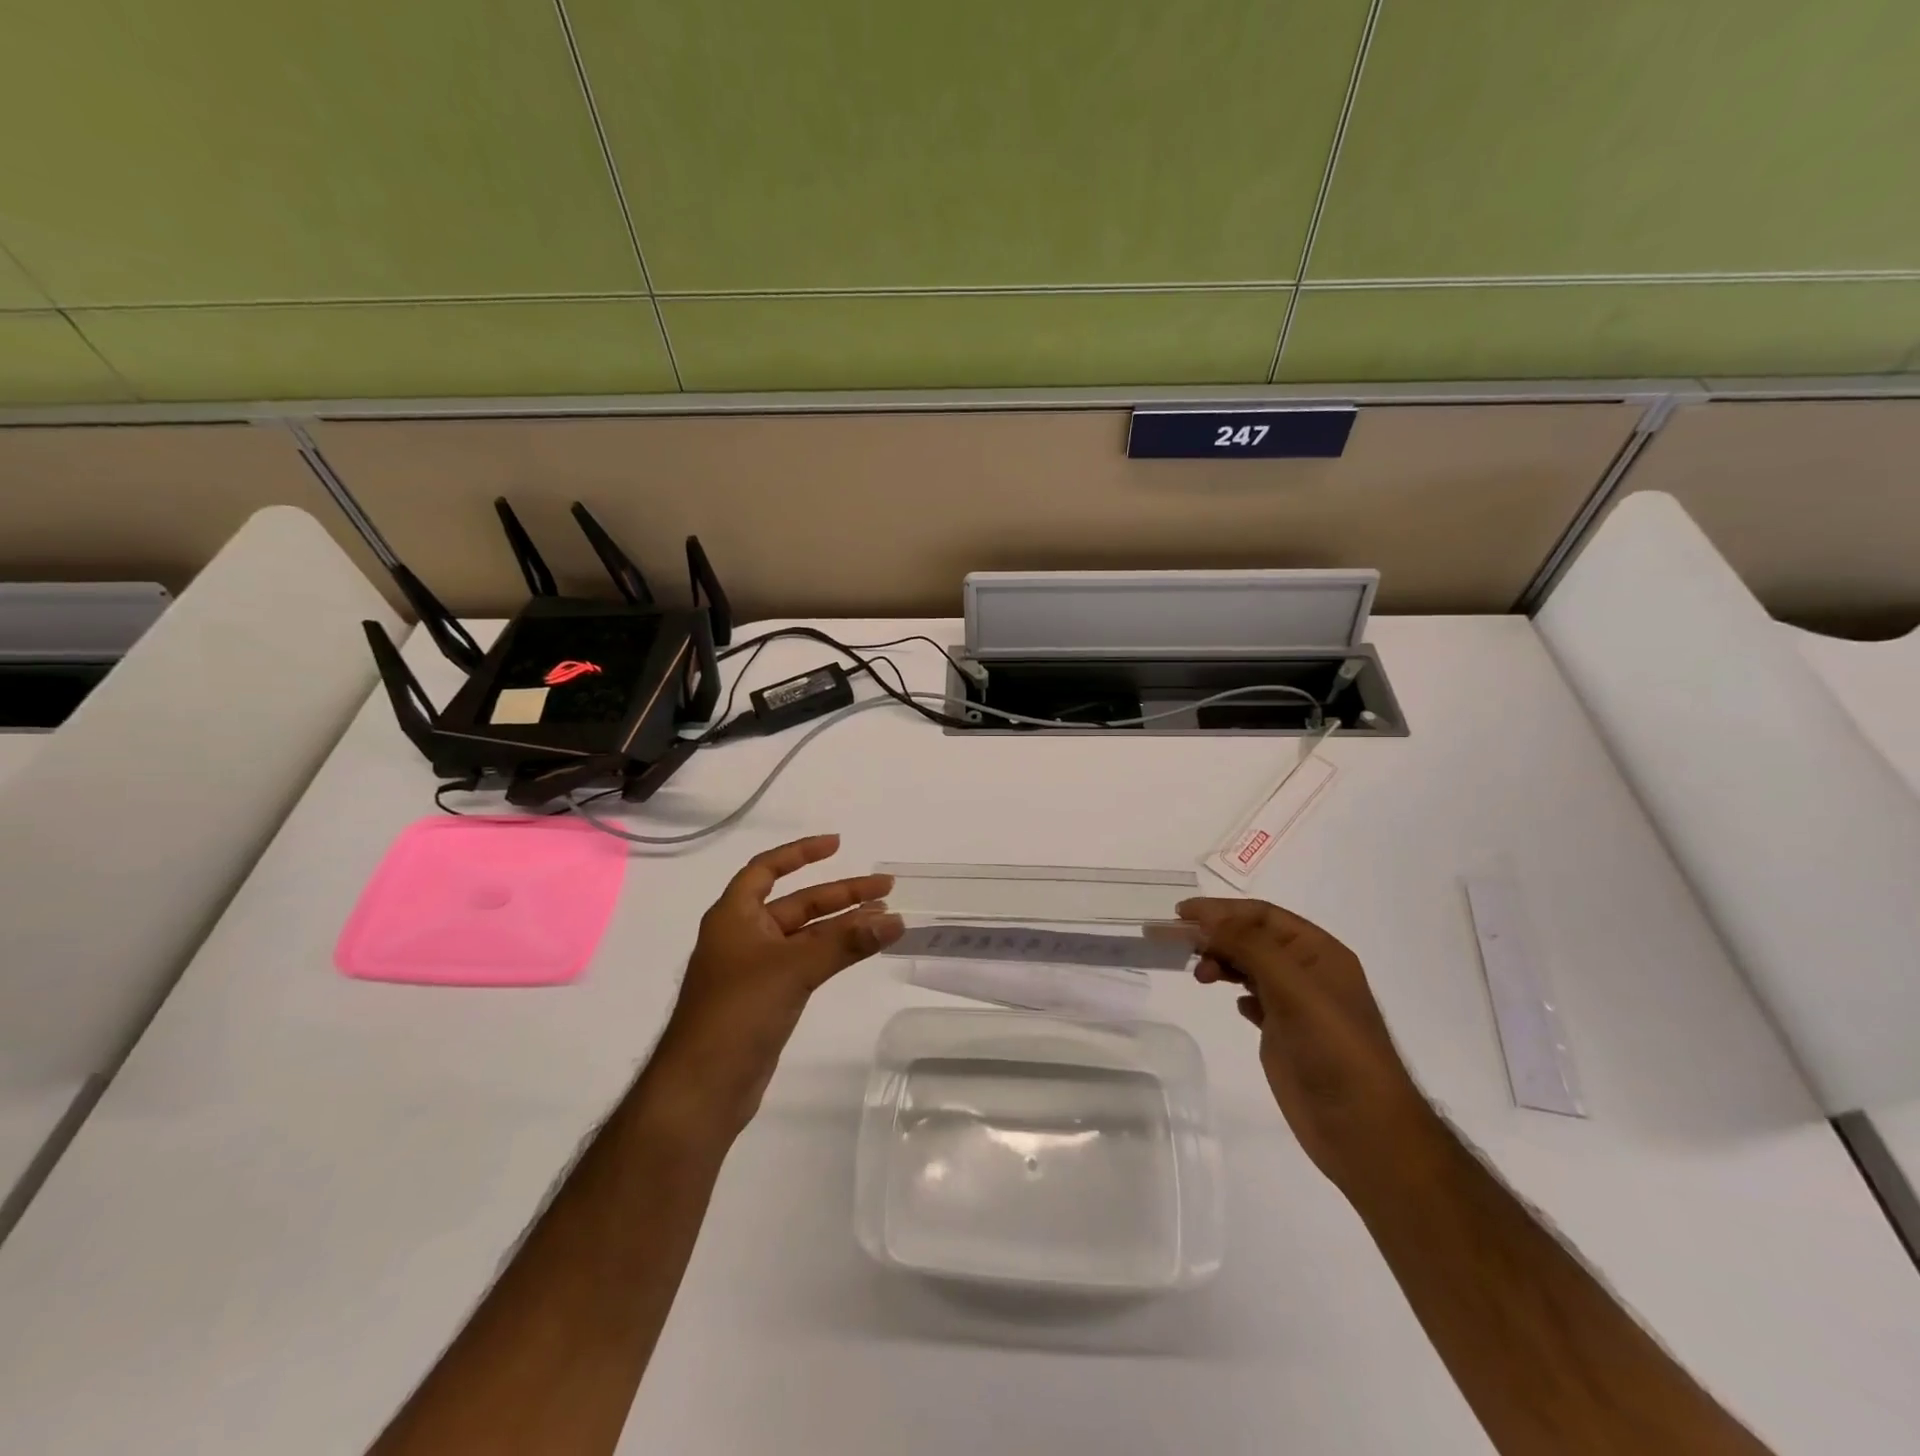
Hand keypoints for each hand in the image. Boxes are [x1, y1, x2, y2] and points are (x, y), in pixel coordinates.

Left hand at [650, 835, 903, 1134]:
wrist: (702, 1088)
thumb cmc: (737, 1013)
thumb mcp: (793, 968)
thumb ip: (846, 943)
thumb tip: (895, 920)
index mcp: (734, 916)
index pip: (766, 869)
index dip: (800, 853)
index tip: (838, 845)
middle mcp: (744, 936)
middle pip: (798, 903)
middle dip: (841, 894)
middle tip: (885, 887)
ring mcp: (756, 970)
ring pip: (806, 935)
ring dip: (843, 925)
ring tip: (886, 916)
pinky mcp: (768, 999)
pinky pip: (807, 963)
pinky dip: (835, 953)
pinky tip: (862, 950)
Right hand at [1179, 897, 1436, 1195]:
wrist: (1362, 1129)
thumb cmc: (1333, 1049)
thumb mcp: (1293, 987)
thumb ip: (1248, 946)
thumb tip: (1204, 920)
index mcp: (1319, 953)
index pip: (1263, 916)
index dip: (1221, 910)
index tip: (1180, 914)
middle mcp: (1308, 972)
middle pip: (1252, 937)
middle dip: (1215, 934)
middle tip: (1175, 943)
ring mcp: (1297, 1004)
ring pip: (1250, 966)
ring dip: (1222, 960)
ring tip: (1199, 975)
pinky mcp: (1285, 1034)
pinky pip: (1255, 997)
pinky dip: (1236, 989)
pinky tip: (1228, 998)